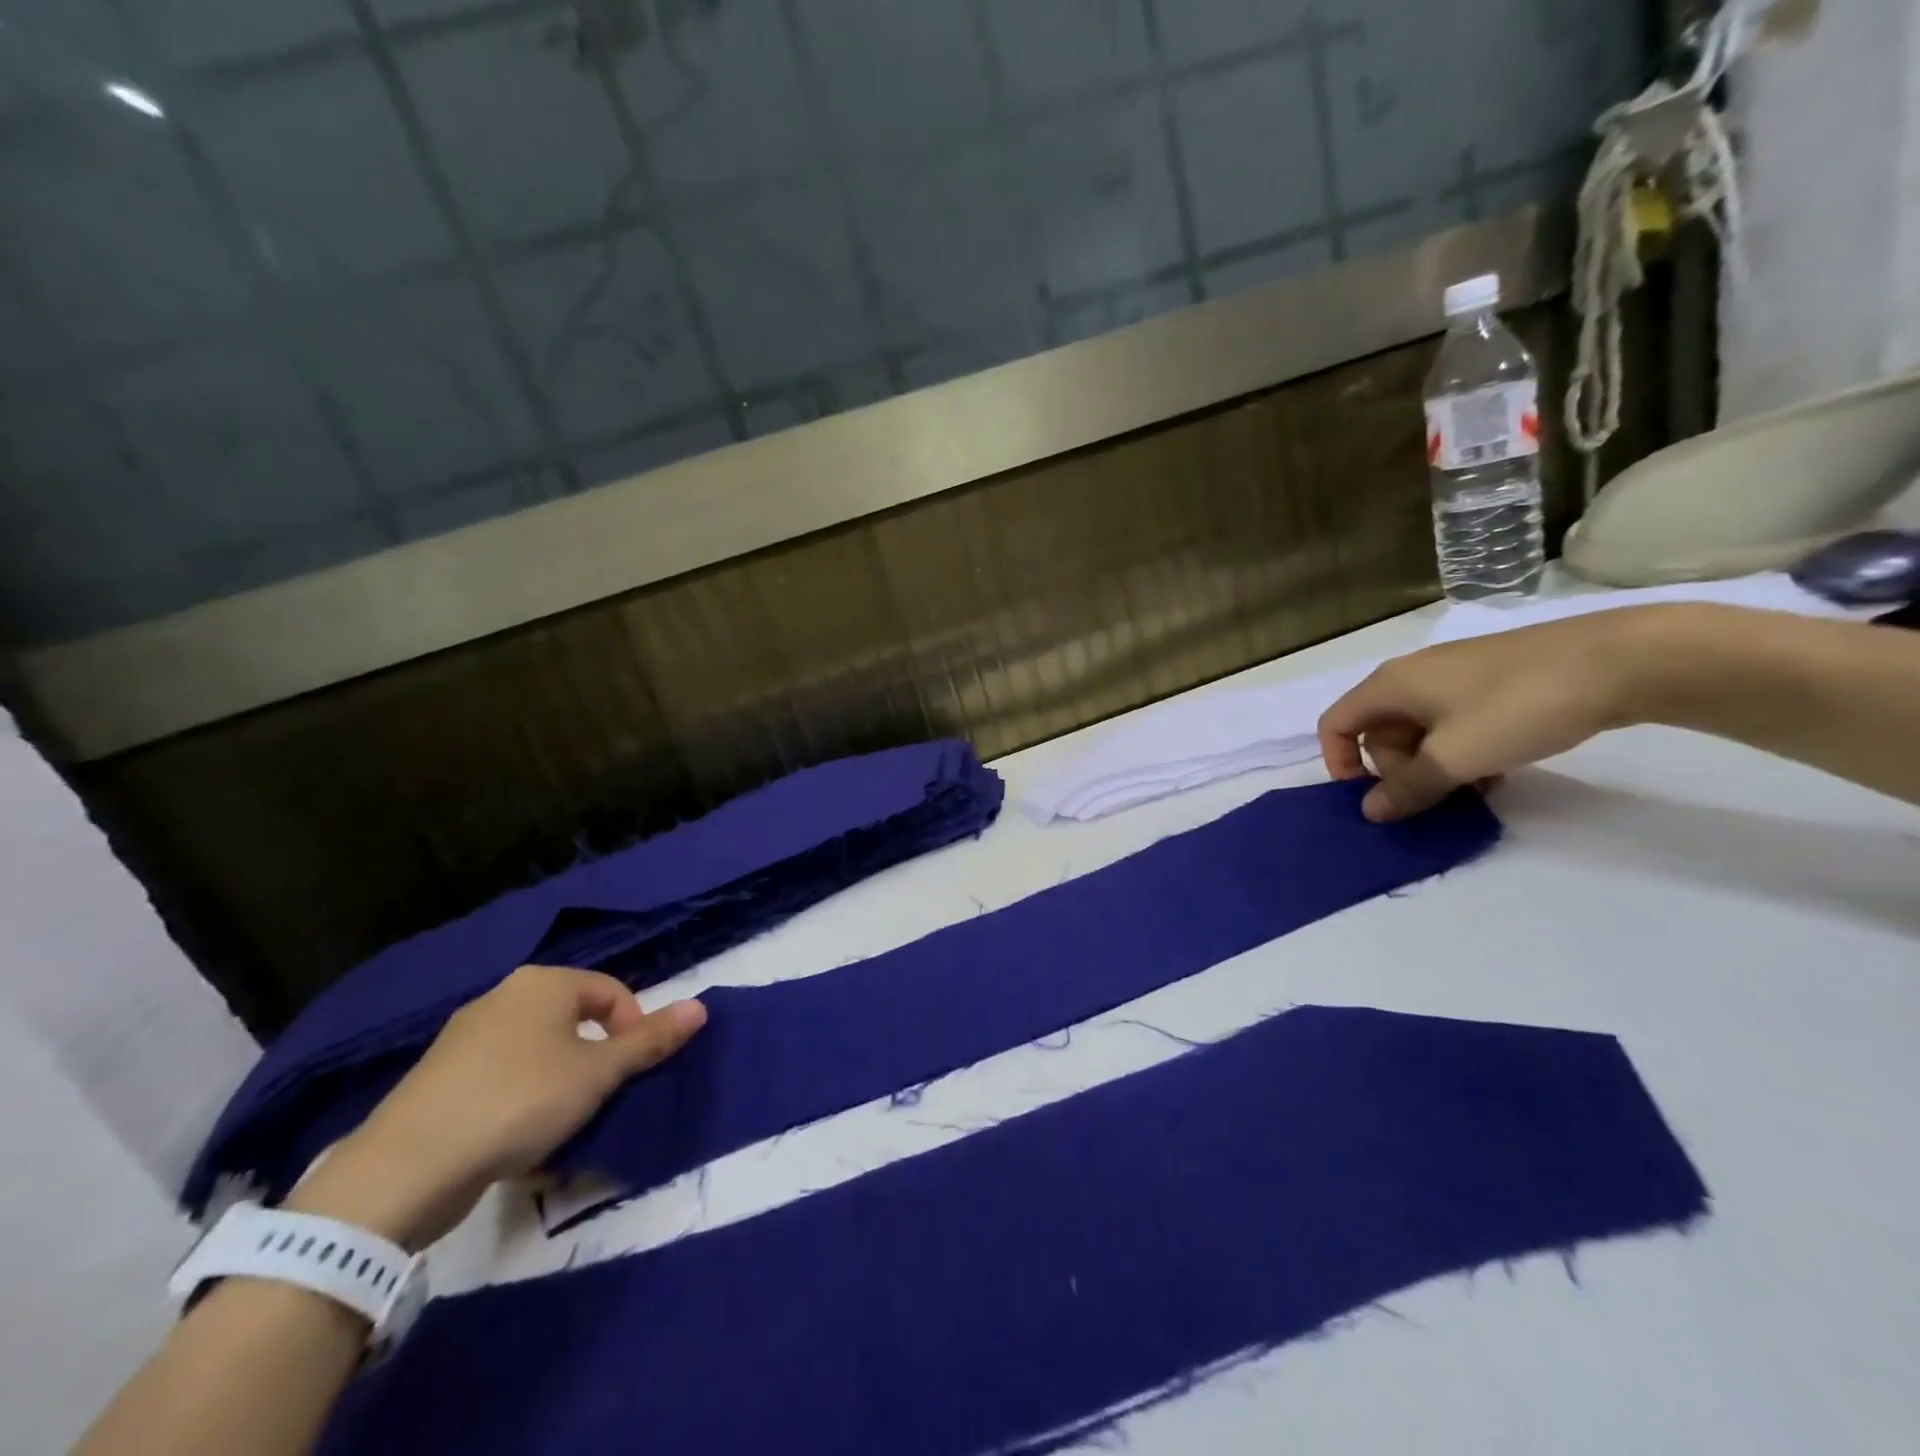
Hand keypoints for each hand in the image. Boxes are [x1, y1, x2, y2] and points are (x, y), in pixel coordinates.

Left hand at [289, 967, 705, 1249]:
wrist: (405, 1167)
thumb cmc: (521, 1101)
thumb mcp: (599, 1073)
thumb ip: (650, 1041)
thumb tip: (701, 1007)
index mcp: (544, 983)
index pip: (611, 992)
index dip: (633, 1029)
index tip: (633, 1072)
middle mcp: (504, 996)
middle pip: (573, 1021)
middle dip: (596, 1059)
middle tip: (602, 1099)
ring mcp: (465, 1036)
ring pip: (537, 1053)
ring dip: (560, 1083)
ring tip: (563, 1125)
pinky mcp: (438, 1077)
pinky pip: (500, 1079)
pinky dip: (520, 1100)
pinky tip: (517, 1139)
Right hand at [1318, 608, 1659, 821]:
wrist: (1619, 660)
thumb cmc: (1517, 707)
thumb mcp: (1455, 757)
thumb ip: (1408, 788)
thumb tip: (1370, 812)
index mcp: (1390, 685)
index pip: (1336, 724)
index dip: (1339, 763)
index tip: (1368, 798)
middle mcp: (1412, 676)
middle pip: (1379, 732)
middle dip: (1398, 771)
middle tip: (1435, 796)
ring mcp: (1453, 676)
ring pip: (1420, 731)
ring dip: (1434, 767)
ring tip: (1474, 790)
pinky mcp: (1491, 680)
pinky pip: (1454, 722)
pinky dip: (1462, 751)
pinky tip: (1496, 771)